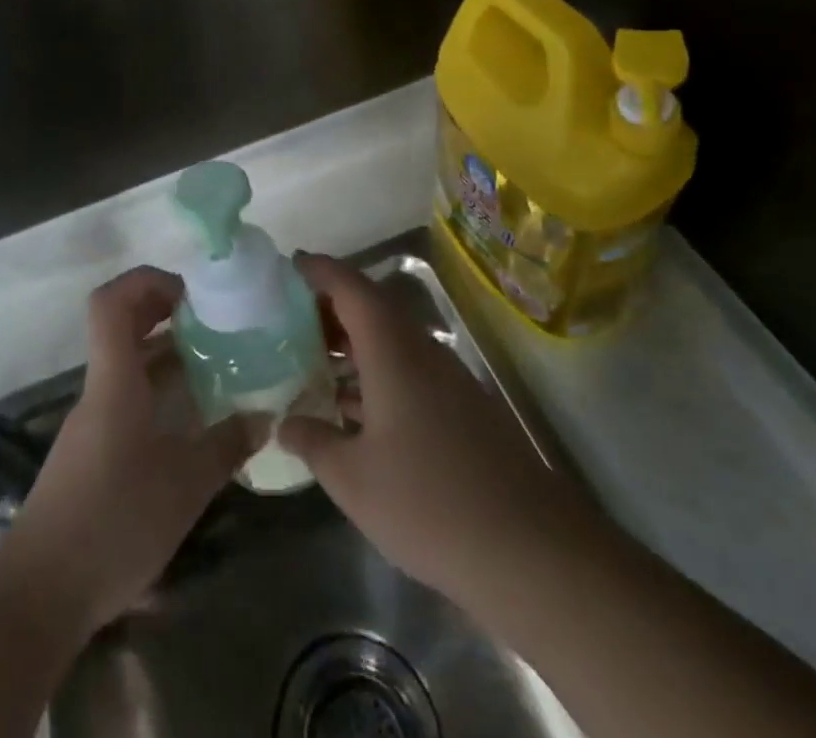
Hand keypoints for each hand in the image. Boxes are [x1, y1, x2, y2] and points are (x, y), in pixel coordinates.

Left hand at [0, 266, 252, 635]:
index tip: (190, 292)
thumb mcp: (185, 485)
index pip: (111, 302)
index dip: (146, 281)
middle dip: (163, 311)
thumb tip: (265, 416)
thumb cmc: (113, 522)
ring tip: (214, 362)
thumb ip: (227, 445)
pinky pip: (126, 397)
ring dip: (165, 353)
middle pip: (120, 325)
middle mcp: (99, 389)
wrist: (41, 594)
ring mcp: (93, 421)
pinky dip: (157, 390)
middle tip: (211, 320)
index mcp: (114, 379)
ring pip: (126, 363)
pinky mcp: (93, 452)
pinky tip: (191, 416)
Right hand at [278, 254, 599, 609]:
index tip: (290, 265)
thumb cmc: (427, 502)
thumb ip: (314, 441)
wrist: (530, 550)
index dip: (319, 270)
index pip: (351, 287)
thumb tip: (284, 422)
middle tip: (290, 321)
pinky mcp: (462, 407)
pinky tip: (355, 407)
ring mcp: (446, 378)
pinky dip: (375, 370)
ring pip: (391, 339)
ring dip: (353, 342)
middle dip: (331, 307)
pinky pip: (408, 367)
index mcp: (391, 349)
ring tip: (313, 359)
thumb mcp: (353, 479)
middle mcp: (421, 349)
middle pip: (372, 307)